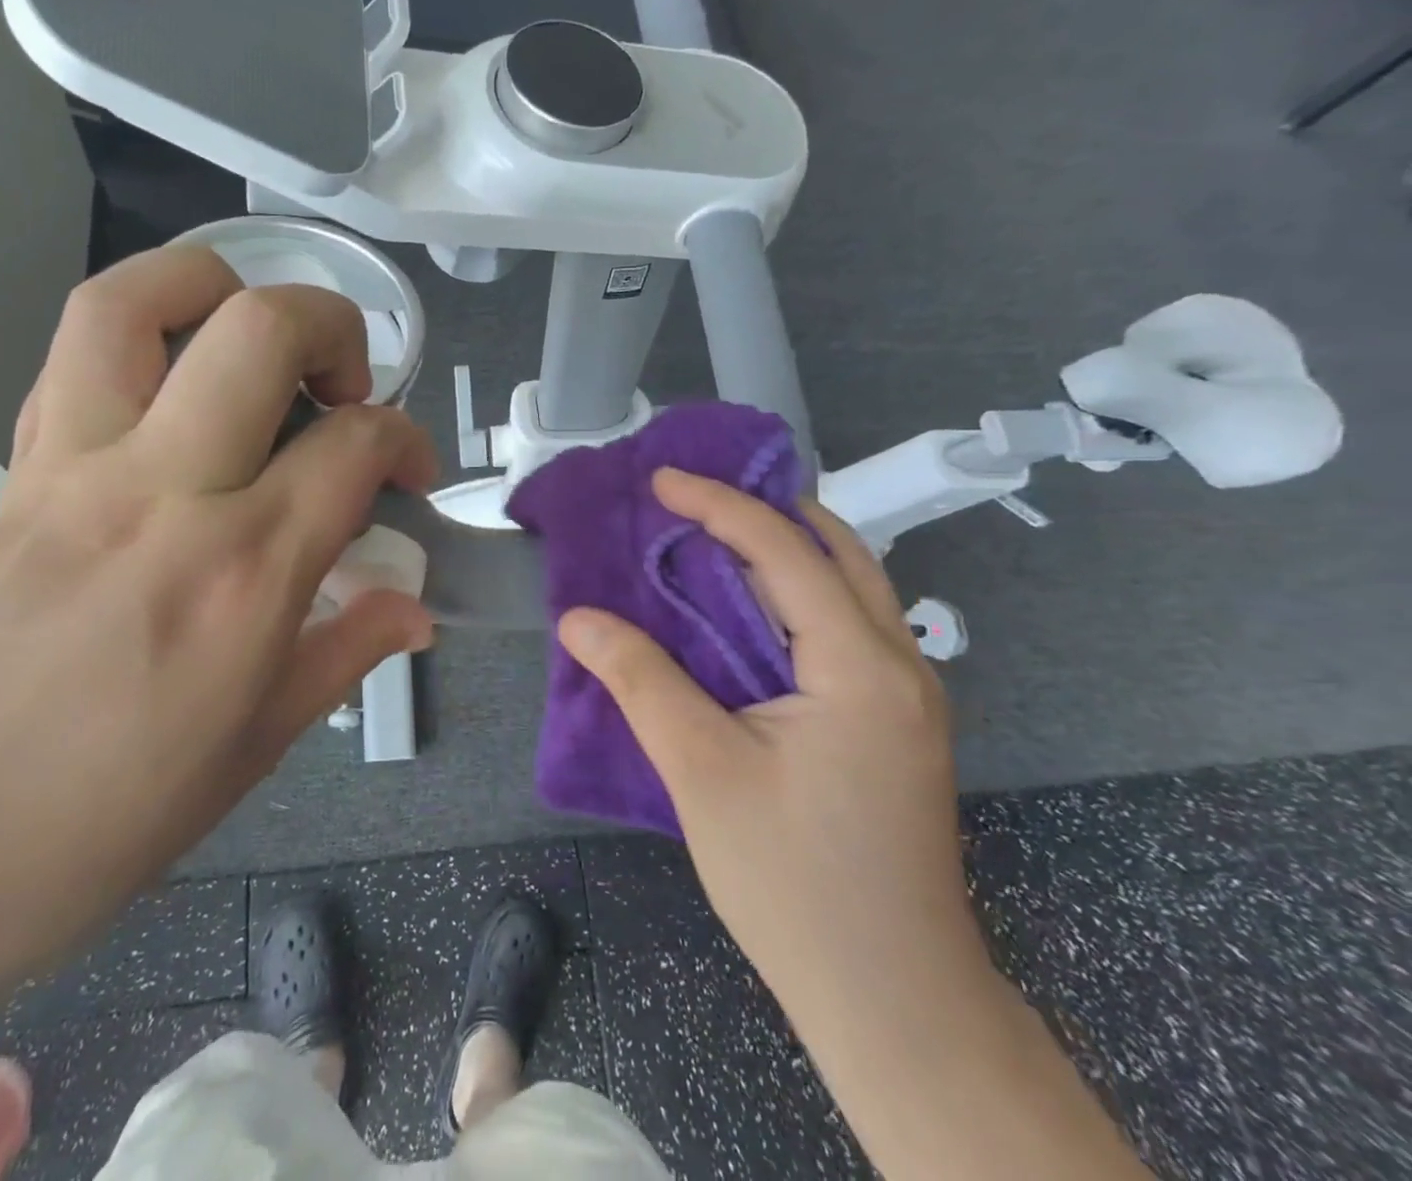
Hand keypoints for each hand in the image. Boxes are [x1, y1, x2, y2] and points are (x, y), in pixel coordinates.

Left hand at [0, 244, 437, 1014]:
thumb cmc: (102, 823)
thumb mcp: (257, 746)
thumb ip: (347, 652)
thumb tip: (416, 609)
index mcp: (245, 574)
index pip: (356, 444)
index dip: (408, 440)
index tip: (413, 472)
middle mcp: (166, 493)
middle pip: (263, 330)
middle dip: (334, 328)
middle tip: (347, 386)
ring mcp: (75, 469)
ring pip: (138, 301)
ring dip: (218, 285)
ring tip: (254, 340)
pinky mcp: (14, 473)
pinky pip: (73, 358)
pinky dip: (140, 336)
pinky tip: (173, 391)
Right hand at [556, 470, 983, 1016]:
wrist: (894, 1002)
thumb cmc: (795, 883)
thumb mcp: (702, 771)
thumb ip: (640, 680)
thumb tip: (578, 619)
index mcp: (861, 666)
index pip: (787, 552)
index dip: (719, 506)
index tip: (662, 480)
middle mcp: (899, 664)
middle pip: (837, 552)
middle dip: (765, 511)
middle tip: (694, 501)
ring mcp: (906, 696)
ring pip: (848, 588)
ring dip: (783, 551)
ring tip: (713, 539)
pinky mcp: (892, 724)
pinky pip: (845, 627)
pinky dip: (793, 597)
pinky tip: (746, 613)